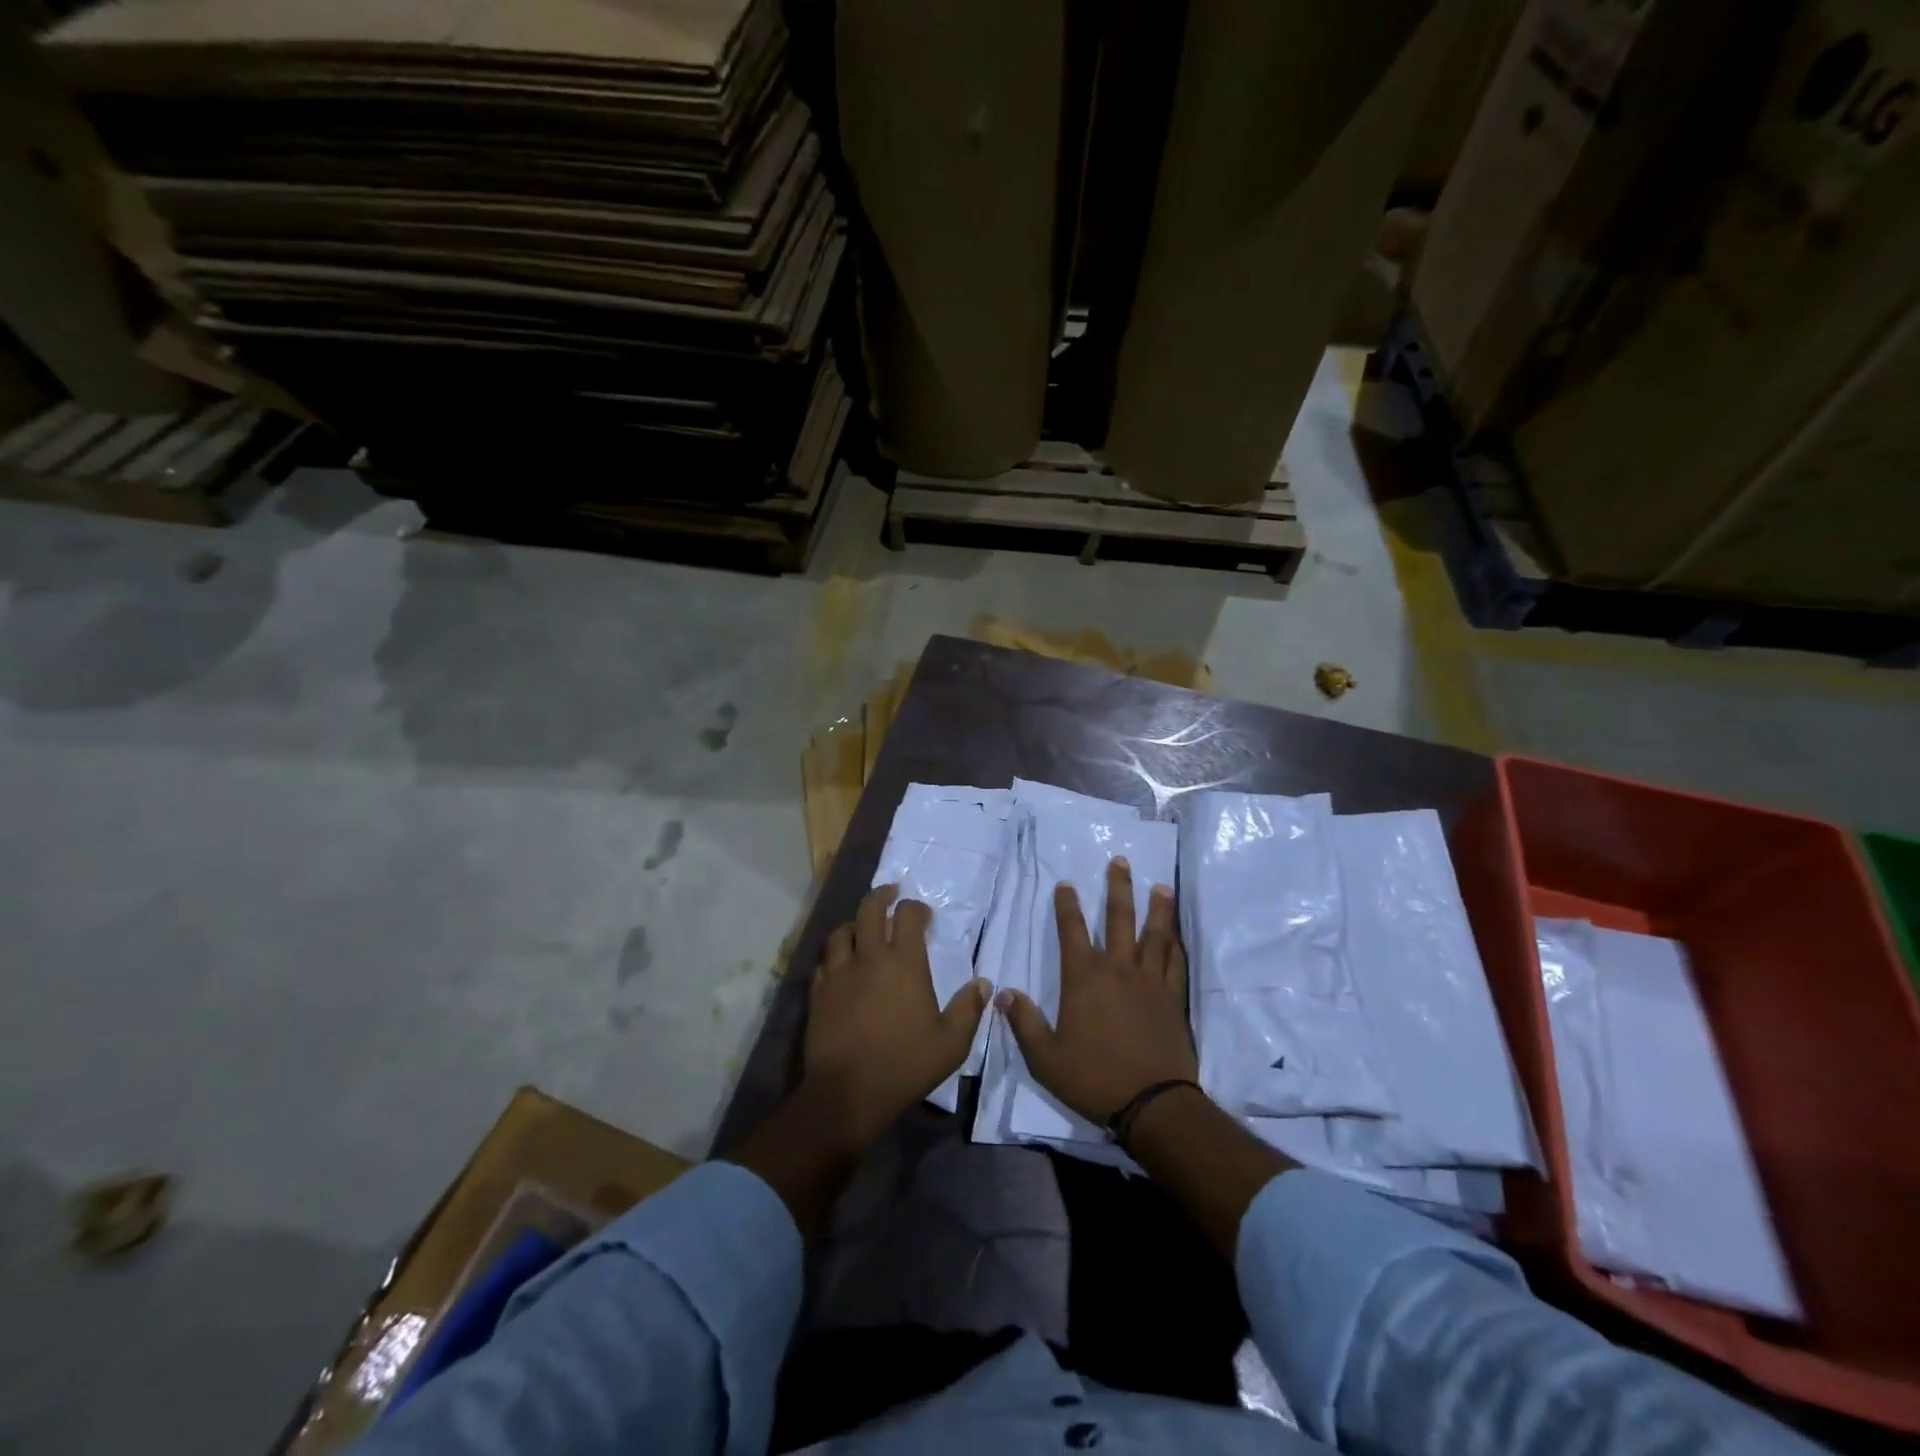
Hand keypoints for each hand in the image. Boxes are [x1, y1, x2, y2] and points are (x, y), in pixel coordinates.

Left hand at [804, 884, 989, 1146]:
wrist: (849, 1092)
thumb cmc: (905, 1065)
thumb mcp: (951, 1043)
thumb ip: (969, 1009)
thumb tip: (984, 984)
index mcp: (905, 963)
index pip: (908, 916)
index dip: (916, 908)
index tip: (923, 914)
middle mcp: (870, 958)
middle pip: (870, 909)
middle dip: (882, 895)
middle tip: (891, 894)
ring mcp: (840, 973)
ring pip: (842, 931)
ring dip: (855, 923)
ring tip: (863, 927)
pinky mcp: (819, 992)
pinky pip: (825, 961)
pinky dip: (835, 954)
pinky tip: (841, 963)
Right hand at [998, 858, 1196, 1125]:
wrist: (1153, 1103)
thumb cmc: (1093, 1078)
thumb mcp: (1045, 1058)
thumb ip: (1024, 1023)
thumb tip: (1003, 993)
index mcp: (1084, 979)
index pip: (1072, 931)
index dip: (1067, 906)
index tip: (1066, 884)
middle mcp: (1118, 970)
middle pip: (1119, 919)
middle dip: (1118, 888)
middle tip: (1120, 862)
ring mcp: (1150, 982)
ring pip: (1154, 934)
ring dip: (1157, 908)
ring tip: (1160, 887)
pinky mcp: (1173, 998)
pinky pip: (1176, 963)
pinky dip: (1175, 946)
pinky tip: (1176, 936)